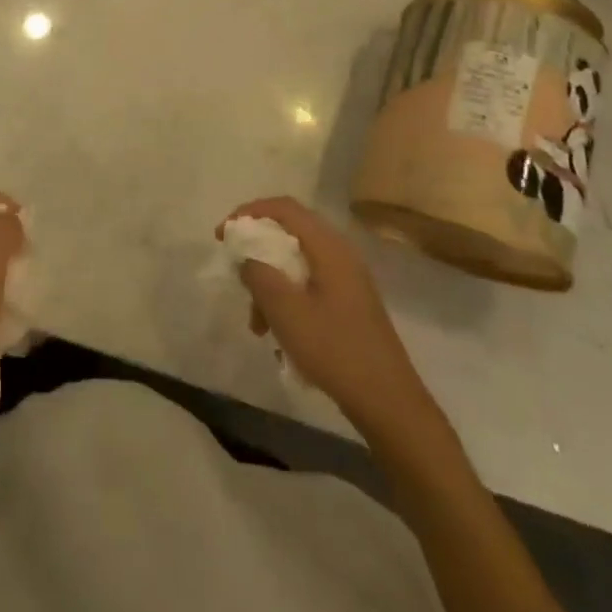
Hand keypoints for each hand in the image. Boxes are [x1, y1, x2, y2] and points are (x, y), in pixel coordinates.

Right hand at [218, 198, 436, 434]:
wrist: (388, 403)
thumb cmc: (334, 350)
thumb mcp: (285, 310)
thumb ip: (258, 274)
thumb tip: (247, 256)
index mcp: (329, 247)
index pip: (284, 208)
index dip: (249, 212)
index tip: (223, 234)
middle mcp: (341, 254)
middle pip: (289, 234)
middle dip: (257, 252)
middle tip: (236, 273)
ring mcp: (348, 280)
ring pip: (296, 264)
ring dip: (270, 284)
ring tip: (256, 323)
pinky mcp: (349, 303)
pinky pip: (308, 286)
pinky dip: (287, 300)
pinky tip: (278, 334)